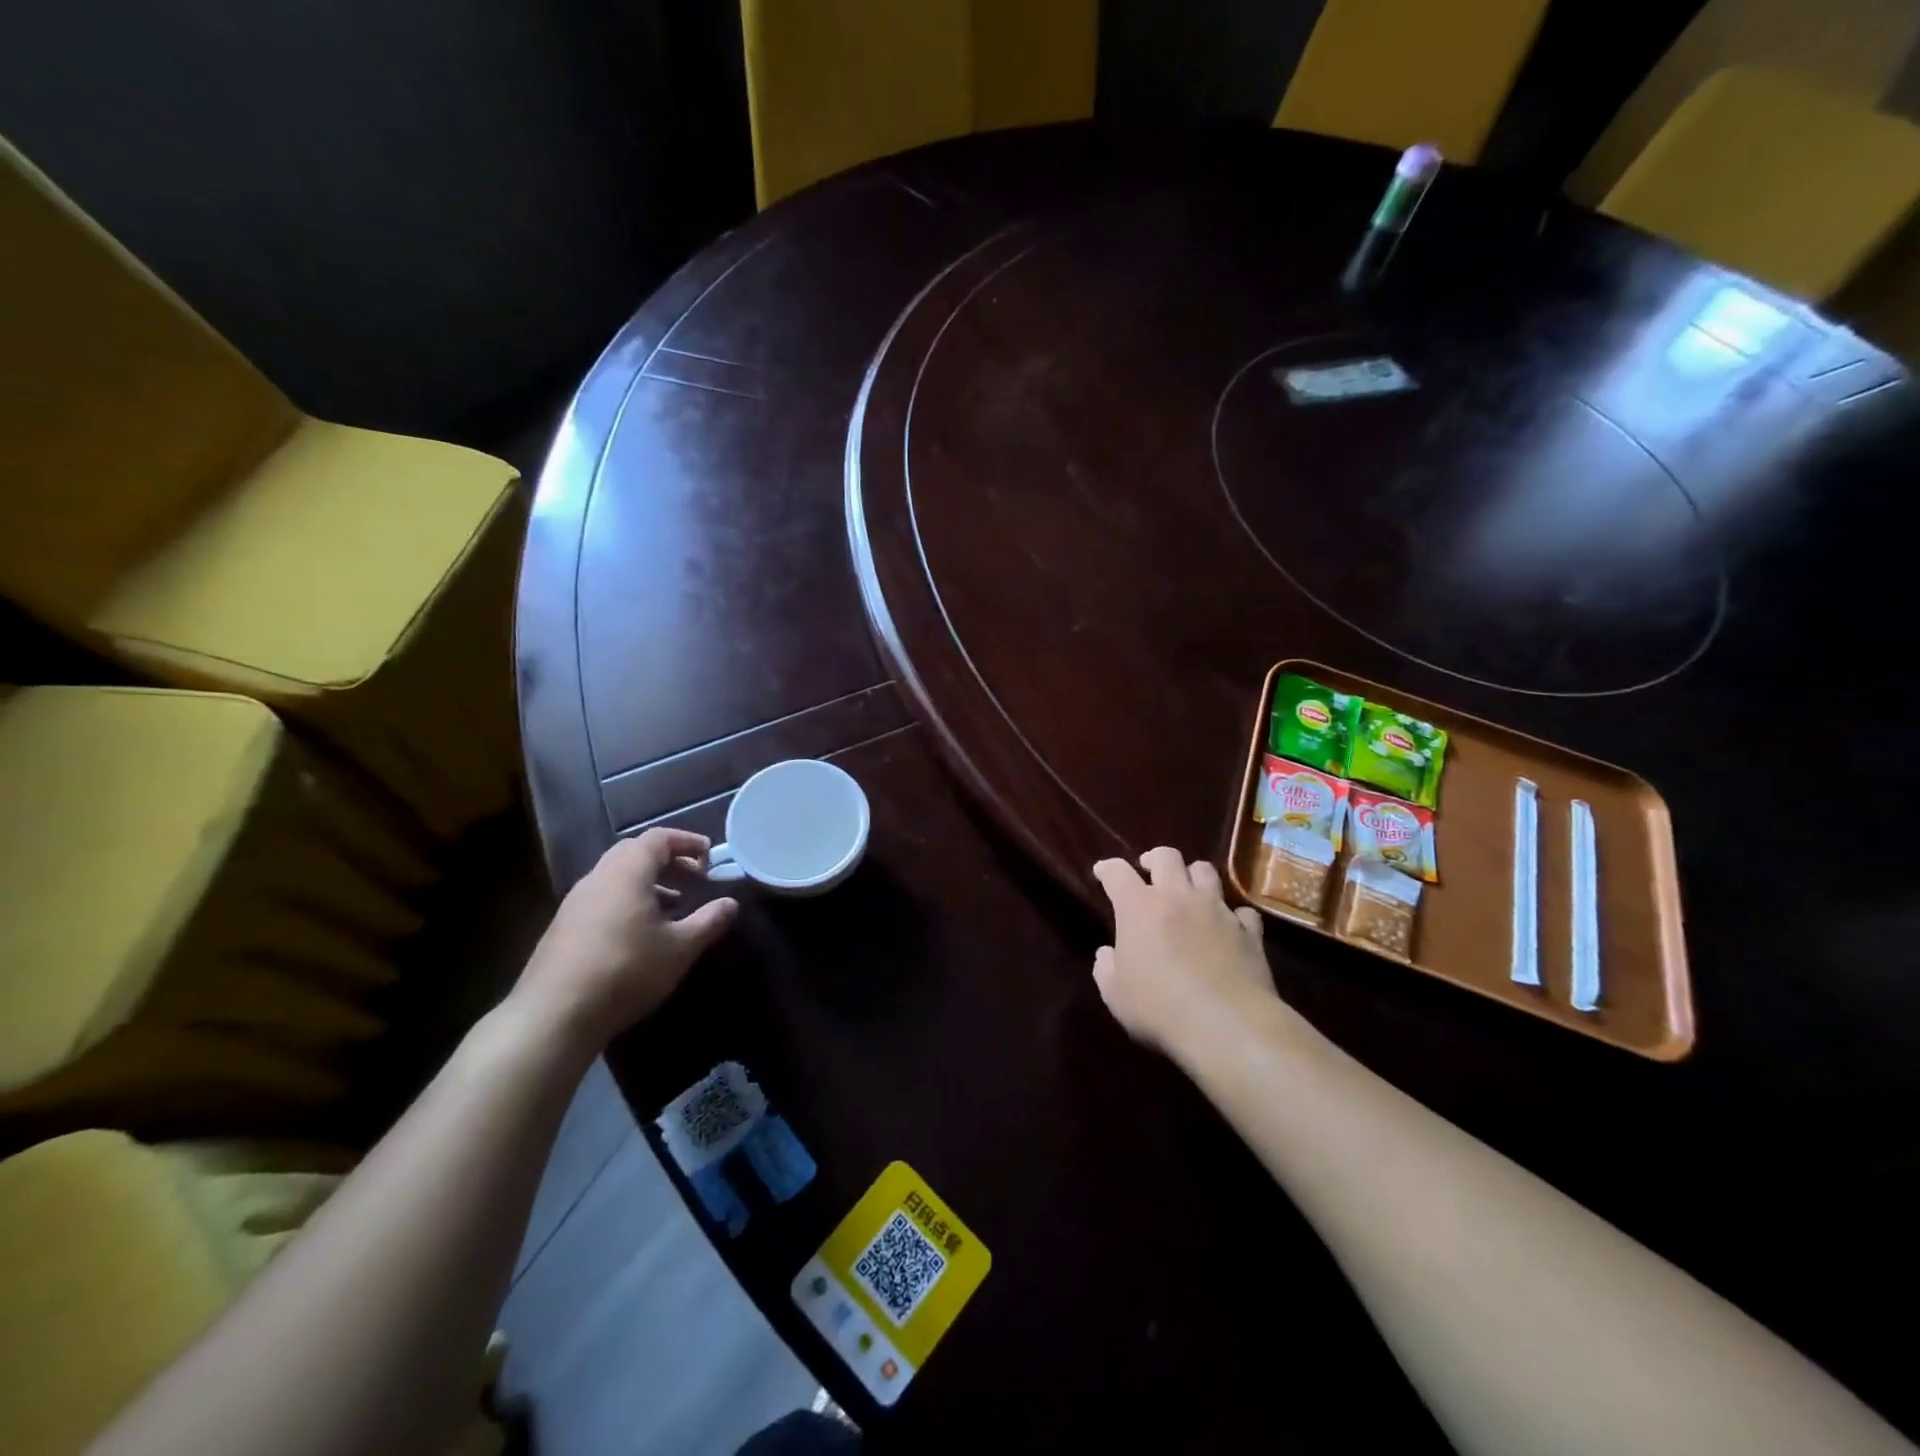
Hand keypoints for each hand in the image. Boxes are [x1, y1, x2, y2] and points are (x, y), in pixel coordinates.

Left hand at [510, 829, 737, 1047]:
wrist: (553, 1016)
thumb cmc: (625, 971)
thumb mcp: (679, 948)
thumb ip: (709, 921)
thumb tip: (731, 903)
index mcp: (627, 872)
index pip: (658, 838)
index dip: (687, 841)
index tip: (710, 857)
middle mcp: (598, 878)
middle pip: (635, 852)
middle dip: (668, 860)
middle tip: (694, 877)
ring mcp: (575, 902)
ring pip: (617, 876)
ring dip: (648, 881)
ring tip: (673, 905)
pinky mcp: (563, 927)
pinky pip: (603, 897)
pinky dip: (628, 900)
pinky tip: (641, 932)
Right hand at [1091, 848, 1278, 1061]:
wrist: (1226, 1025)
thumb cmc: (1159, 1008)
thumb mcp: (1115, 995)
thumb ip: (1106, 968)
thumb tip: (1107, 954)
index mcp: (1138, 907)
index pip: (1117, 872)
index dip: (1107, 868)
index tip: (1102, 872)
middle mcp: (1178, 897)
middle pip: (1167, 856)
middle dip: (1154, 859)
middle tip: (1149, 872)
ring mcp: (1217, 910)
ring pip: (1206, 871)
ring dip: (1193, 876)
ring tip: (1189, 892)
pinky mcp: (1248, 931)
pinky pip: (1242, 910)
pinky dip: (1233, 915)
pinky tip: (1228, 927)